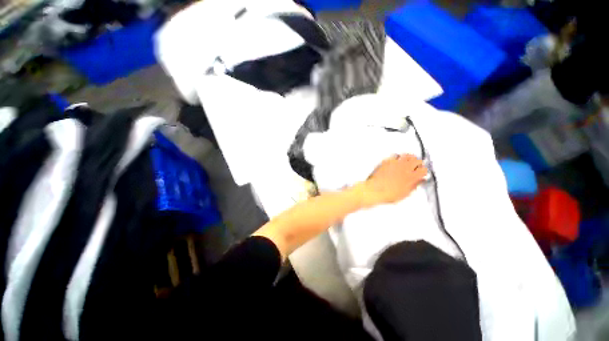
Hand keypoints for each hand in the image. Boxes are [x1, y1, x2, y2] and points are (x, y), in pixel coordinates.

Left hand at [357, 154, 427, 207]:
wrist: (374, 190)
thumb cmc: (387, 194)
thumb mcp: (405, 194)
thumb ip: (414, 186)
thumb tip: (420, 182)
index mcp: (412, 177)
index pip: (424, 170)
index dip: (423, 171)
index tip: (422, 173)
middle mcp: (405, 168)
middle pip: (418, 160)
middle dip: (418, 163)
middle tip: (416, 167)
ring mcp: (396, 163)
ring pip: (408, 155)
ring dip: (409, 158)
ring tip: (408, 161)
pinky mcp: (387, 161)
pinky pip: (395, 155)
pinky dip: (398, 157)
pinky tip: (397, 160)